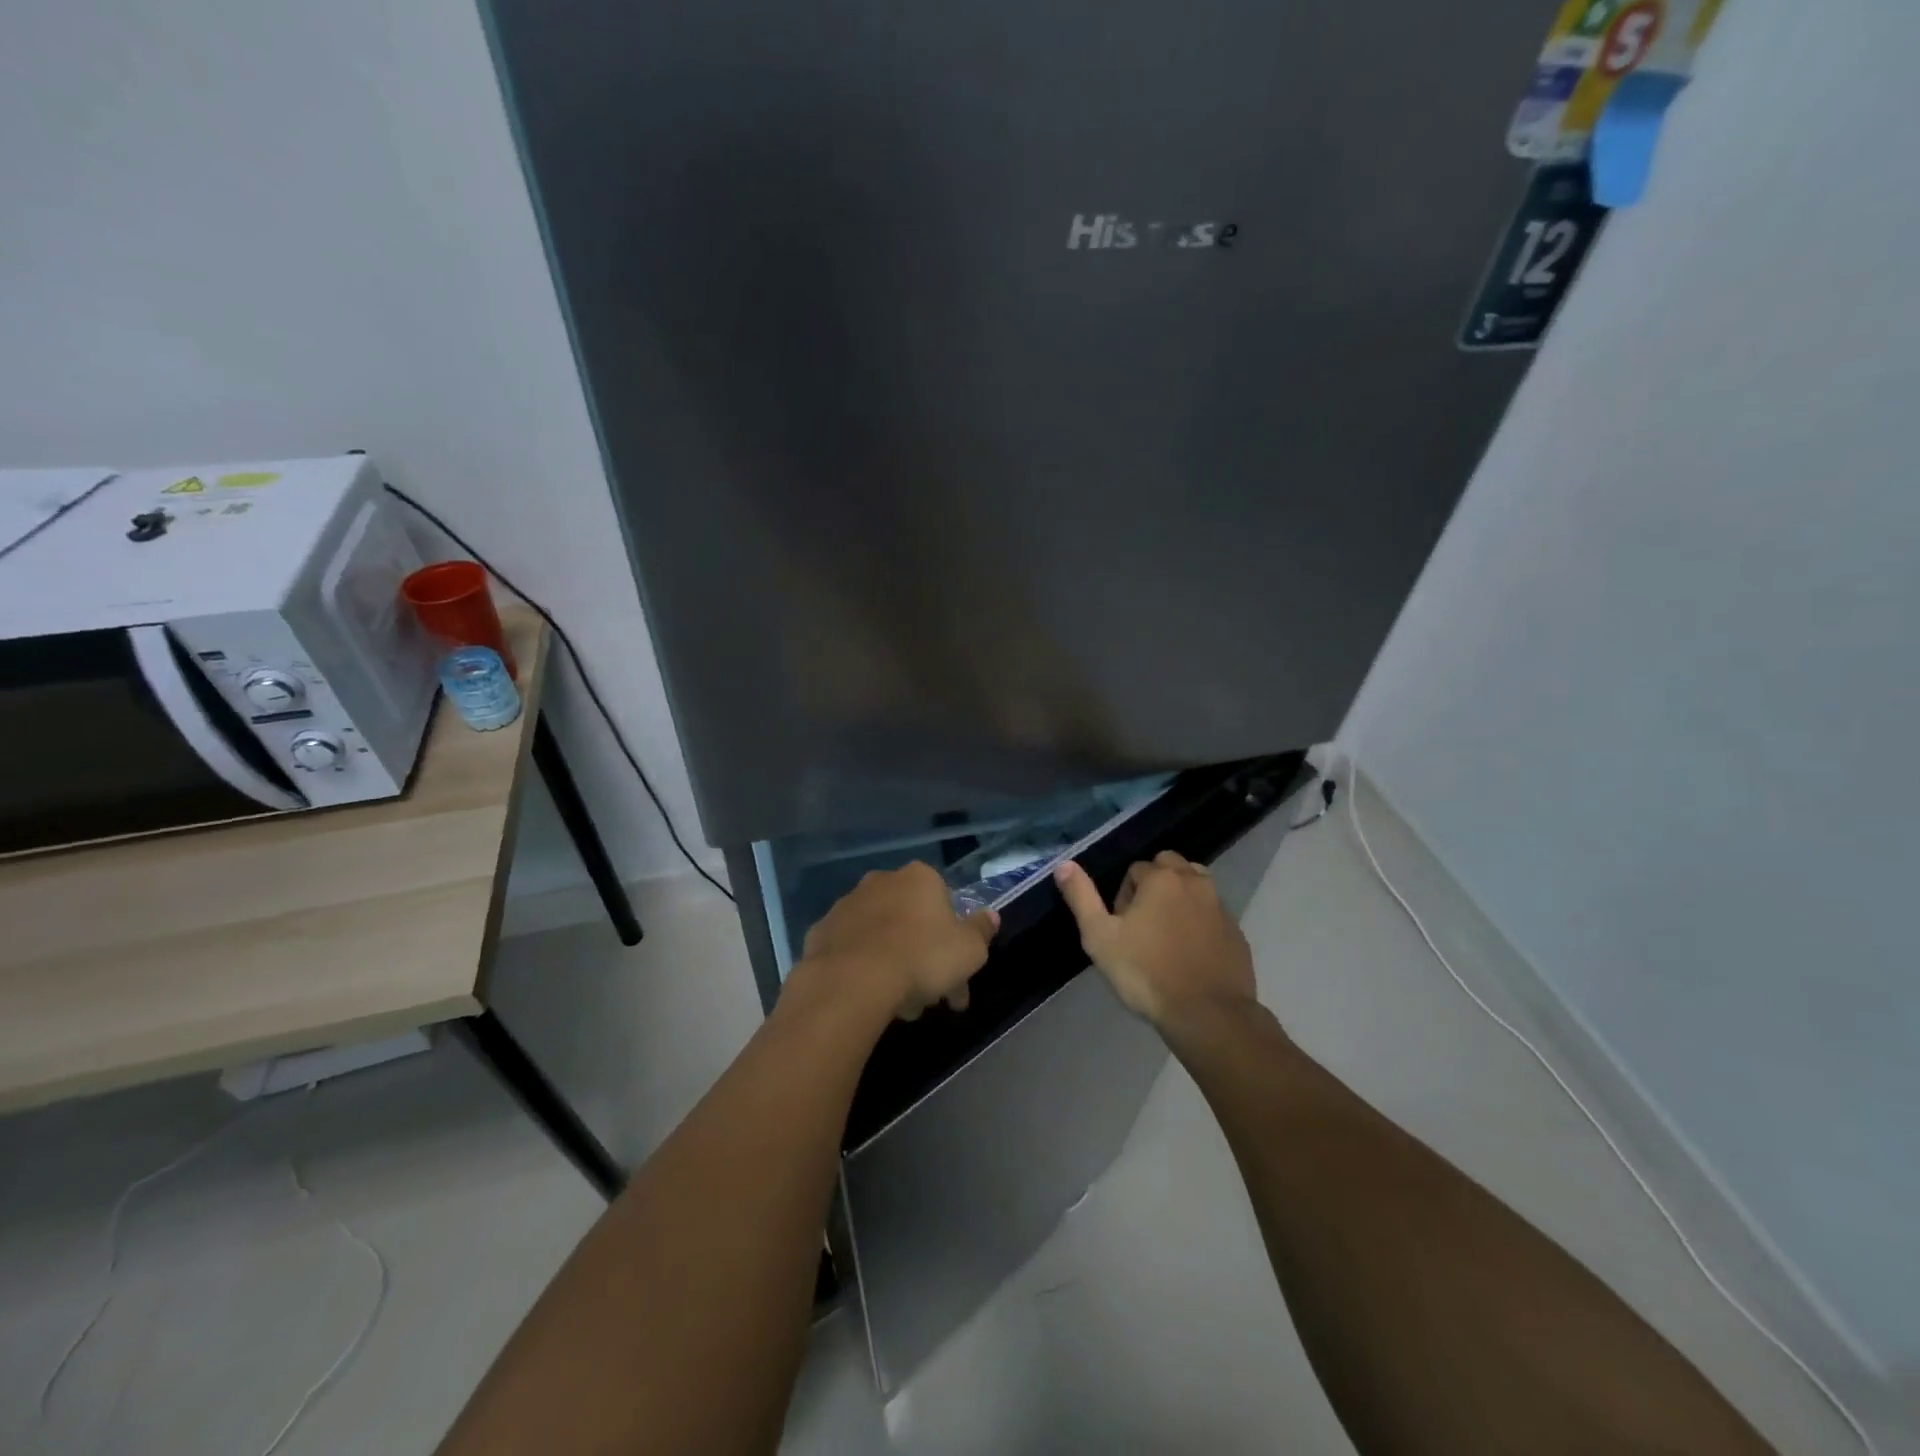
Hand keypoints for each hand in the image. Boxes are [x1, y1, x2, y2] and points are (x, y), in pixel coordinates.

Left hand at [793, 861, 997, 1022]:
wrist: (852, 981)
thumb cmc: (921, 958)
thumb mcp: (970, 950)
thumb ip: (982, 931)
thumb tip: (990, 916)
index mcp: (919, 878)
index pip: (945, 904)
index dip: (955, 941)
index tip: (958, 975)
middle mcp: (881, 881)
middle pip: (911, 919)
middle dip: (924, 955)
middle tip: (930, 999)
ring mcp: (846, 904)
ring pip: (881, 934)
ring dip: (893, 962)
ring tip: (899, 1007)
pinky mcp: (820, 931)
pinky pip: (850, 950)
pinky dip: (861, 967)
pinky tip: (868, 996)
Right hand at [1053, 851, 1255, 1028]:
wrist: (1207, 1014)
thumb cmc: (1146, 973)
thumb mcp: (1100, 937)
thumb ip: (1081, 897)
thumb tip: (1064, 864)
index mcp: (1162, 878)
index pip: (1136, 869)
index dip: (1124, 896)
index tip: (1121, 927)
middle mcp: (1194, 882)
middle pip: (1170, 866)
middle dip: (1155, 885)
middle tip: (1143, 924)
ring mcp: (1220, 907)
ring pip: (1196, 885)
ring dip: (1180, 898)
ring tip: (1166, 934)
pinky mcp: (1236, 932)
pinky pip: (1213, 914)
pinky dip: (1200, 922)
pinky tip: (1189, 954)